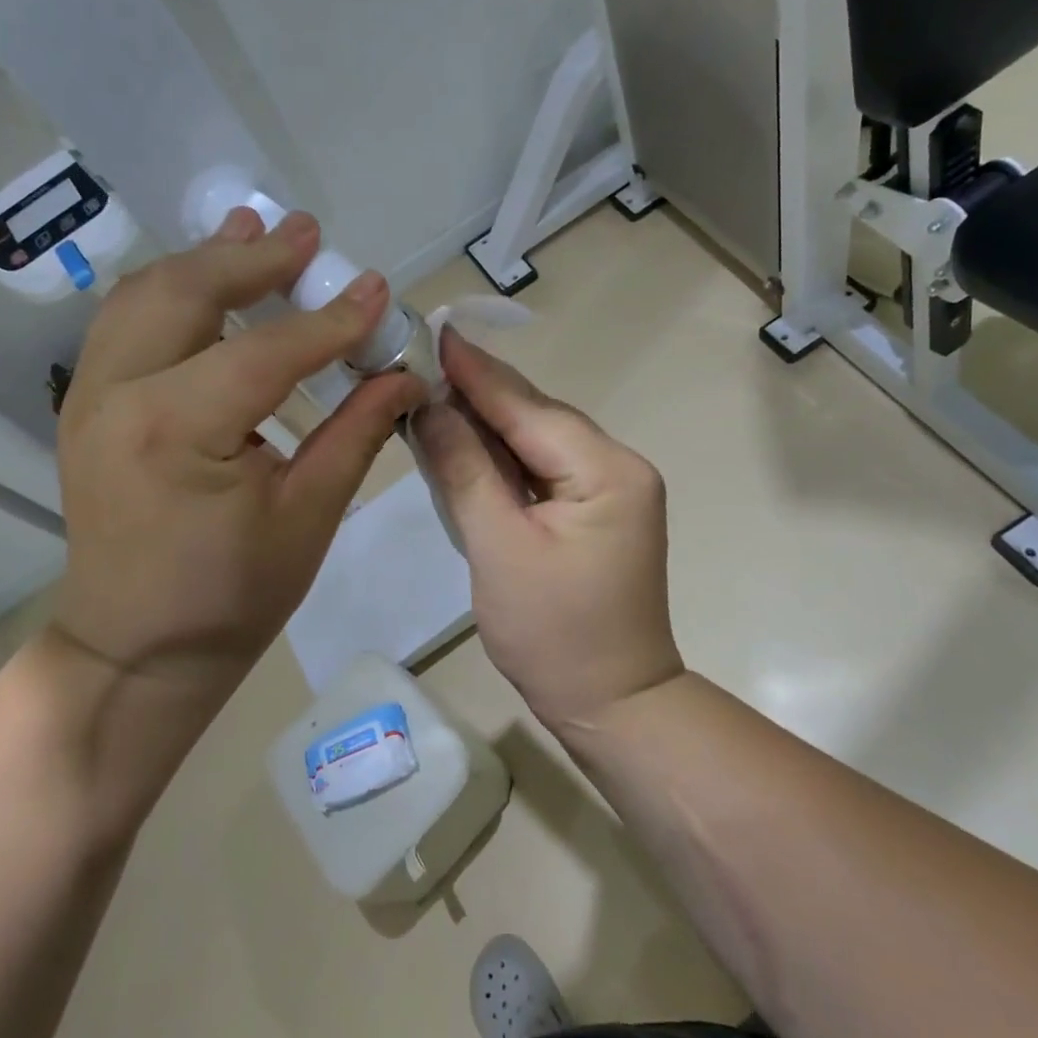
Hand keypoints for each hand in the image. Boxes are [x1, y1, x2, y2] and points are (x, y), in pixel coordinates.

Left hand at [52, 209, 427, 694]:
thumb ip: (355, 435)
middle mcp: (118, 395)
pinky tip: (206, 279)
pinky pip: (126, 322)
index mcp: (176, 431)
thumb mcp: (306, 519)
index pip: (267, 352)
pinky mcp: (86, 404)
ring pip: (145, 294)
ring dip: (205, 260)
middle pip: (187, 293)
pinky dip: (171, 290)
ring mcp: (89, 395)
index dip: (330, 321)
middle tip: (308, 234)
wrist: (135, 649)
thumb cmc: (230, 598)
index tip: (378, 290)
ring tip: (255, 230)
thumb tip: (404, 376)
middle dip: (254, 258)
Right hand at [413, 330, 682, 724]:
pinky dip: (503, 457)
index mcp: (606, 469)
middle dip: (477, 393)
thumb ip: (464, 470)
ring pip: (537, 441)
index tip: (434, 332)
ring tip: (432, 393)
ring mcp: (611, 489)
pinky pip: (543, 468)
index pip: (527, 407)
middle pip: (536, 417)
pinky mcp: (596, 510)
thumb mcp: (498, 548)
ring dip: (486, 423)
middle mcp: (618, 466)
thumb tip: (429, 407)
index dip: (476, 372)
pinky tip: (466, 441)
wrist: (611, 705)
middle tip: (420, 363)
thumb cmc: (554, 634)